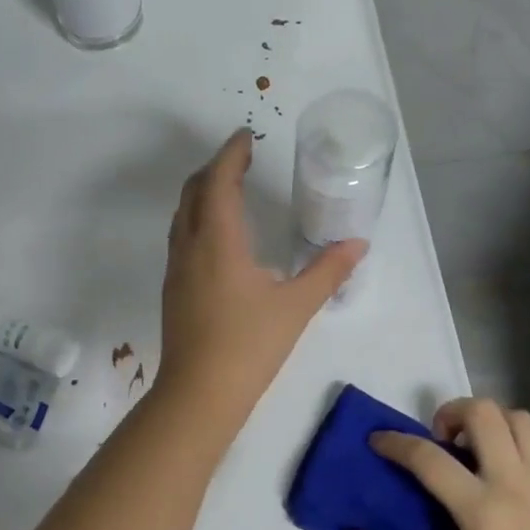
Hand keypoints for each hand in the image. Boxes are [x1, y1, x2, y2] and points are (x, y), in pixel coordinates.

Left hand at [158, 130, 364, 406]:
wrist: (198, 394)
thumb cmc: (249, 346)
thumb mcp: (296, 307)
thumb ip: (327, 271)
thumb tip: (357, 244)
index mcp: (218, 240)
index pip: (219, 180)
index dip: (231, 153)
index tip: (246, 134)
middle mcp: (189, 245)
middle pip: (194, 190)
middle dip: (216, 167)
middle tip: (242, 157)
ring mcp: (176, 268)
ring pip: (183, 214)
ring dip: (203, 191)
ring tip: (230, 188)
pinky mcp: (173, 288)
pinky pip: (182, 236)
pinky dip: (198, 217)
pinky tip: (220, 237)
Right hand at [345, 398, 529, 529]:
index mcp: (481, 509)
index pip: (428, 457)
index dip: (395, 443)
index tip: (377, 441)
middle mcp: (516, 484)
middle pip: (484, 413)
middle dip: (452, 413)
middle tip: (440, 440)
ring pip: (521, 420)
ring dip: (492, 423)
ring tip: (476, 450)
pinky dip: (523, 448)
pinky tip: (510, 474)